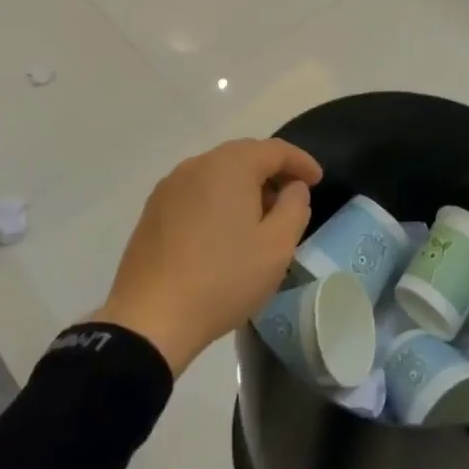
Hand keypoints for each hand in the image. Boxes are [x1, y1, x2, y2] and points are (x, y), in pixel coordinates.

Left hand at [89, 138, 322, 375]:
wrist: (150, 318)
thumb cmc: (223, 278)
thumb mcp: (276, 247)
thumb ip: (294, 208)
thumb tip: (293, 187)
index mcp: (230, 165)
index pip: (275, 150)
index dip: (301, 162)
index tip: (318, 180)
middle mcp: (198, 164)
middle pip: (244, 155)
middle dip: (272, 172)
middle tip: (291, 198)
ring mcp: (171, 186)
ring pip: (218, 172)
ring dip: (244, 185)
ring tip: (259, 216)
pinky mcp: (154, 209)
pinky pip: (196, 191)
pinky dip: (218, 199)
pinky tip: (223, 230)